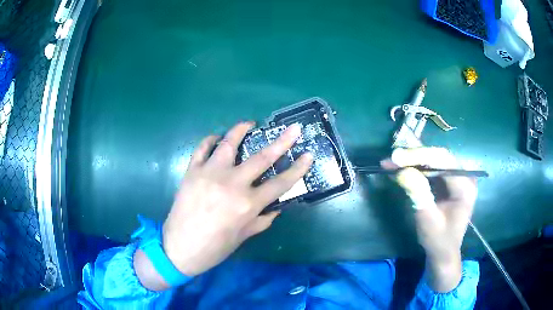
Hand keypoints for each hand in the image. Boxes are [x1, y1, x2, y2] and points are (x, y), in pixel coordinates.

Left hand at [162, 122, 311, 275]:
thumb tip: (276, 207)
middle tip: (293, 128)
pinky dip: (210, 140)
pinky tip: (216, 138)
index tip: (309, 155)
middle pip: (262, 158)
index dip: (298, 168)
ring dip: (240, 130)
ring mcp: (210, 174)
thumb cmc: (214, 248)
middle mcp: (232, 184)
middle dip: (282, 141)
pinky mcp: (192, 171)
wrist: (179, 248)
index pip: (281, 183)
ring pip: (228, 143)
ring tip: (249, 124)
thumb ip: (262, 220)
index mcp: (248, 204)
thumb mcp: (243, 237)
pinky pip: (202, 148)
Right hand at [382, 147, 477, 291]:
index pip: (443, 161)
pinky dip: (417, 167)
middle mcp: (465, 176)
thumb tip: (402, 171)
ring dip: (414, 160)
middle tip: (392, 158)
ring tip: (392, 161)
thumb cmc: (438, 240)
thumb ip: (419, 195)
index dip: (420, 156)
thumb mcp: (427, 221)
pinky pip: (433, 167)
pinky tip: (402, 167)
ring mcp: (458, 177)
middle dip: (415, 156)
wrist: (444, 252)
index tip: (397, 157)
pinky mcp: (450, 180)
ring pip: (435, 159)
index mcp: (465, 187)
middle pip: (439, 157)